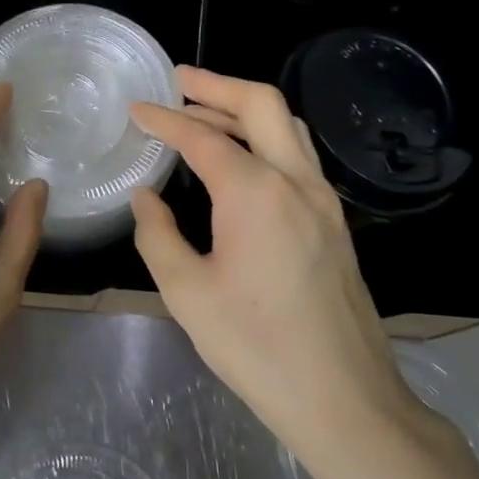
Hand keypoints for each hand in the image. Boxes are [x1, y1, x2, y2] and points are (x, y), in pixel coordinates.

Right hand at [129, 67, 426, 461]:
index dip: (164, 119)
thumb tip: (146, 198)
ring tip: (204, 114)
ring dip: (244, 111)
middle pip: (261, 105)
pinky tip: (241, 161)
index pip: (202, 138)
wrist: (343, 398)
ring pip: (288, 128)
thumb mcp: (187, 293)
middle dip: (216, 85)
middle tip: (177, 81)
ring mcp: (324, 201)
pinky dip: (265, 140)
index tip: (135, 109)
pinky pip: (298, 158)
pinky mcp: (335, 223)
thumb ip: (158, 235)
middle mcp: (296, 182)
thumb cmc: (256, 347)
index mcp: (256, 193)